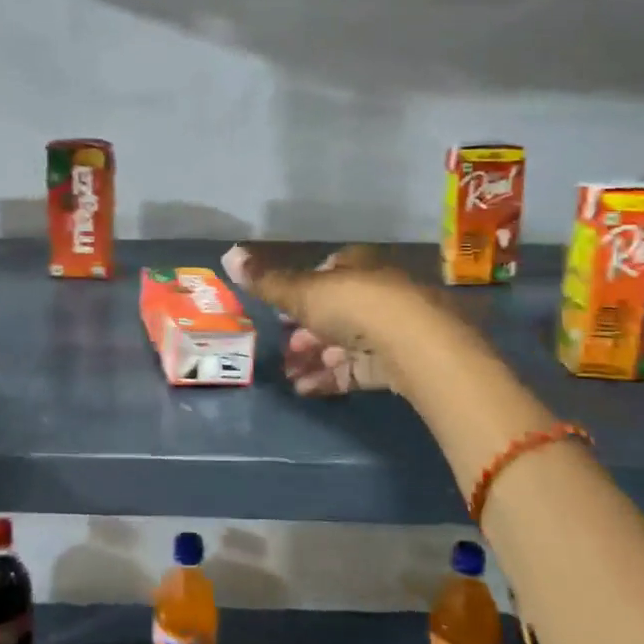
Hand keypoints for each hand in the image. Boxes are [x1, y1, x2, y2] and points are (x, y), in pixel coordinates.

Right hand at [223, 243, 440, 396]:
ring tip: (289, 375)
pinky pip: (357, 368)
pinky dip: (330, 377)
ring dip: (314, 358)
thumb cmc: (354, 306)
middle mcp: (376, 291)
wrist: (416, 346)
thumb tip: (227, 254)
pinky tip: (305, 390)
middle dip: (304, 331)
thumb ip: (266, 281)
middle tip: (282, 349)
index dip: (299, 292)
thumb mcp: (301, 292)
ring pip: (344, 341)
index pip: (325, 272)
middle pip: (333, 310)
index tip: (279, 312)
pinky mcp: (398, 362)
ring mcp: (390, 328)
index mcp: (356, 265)